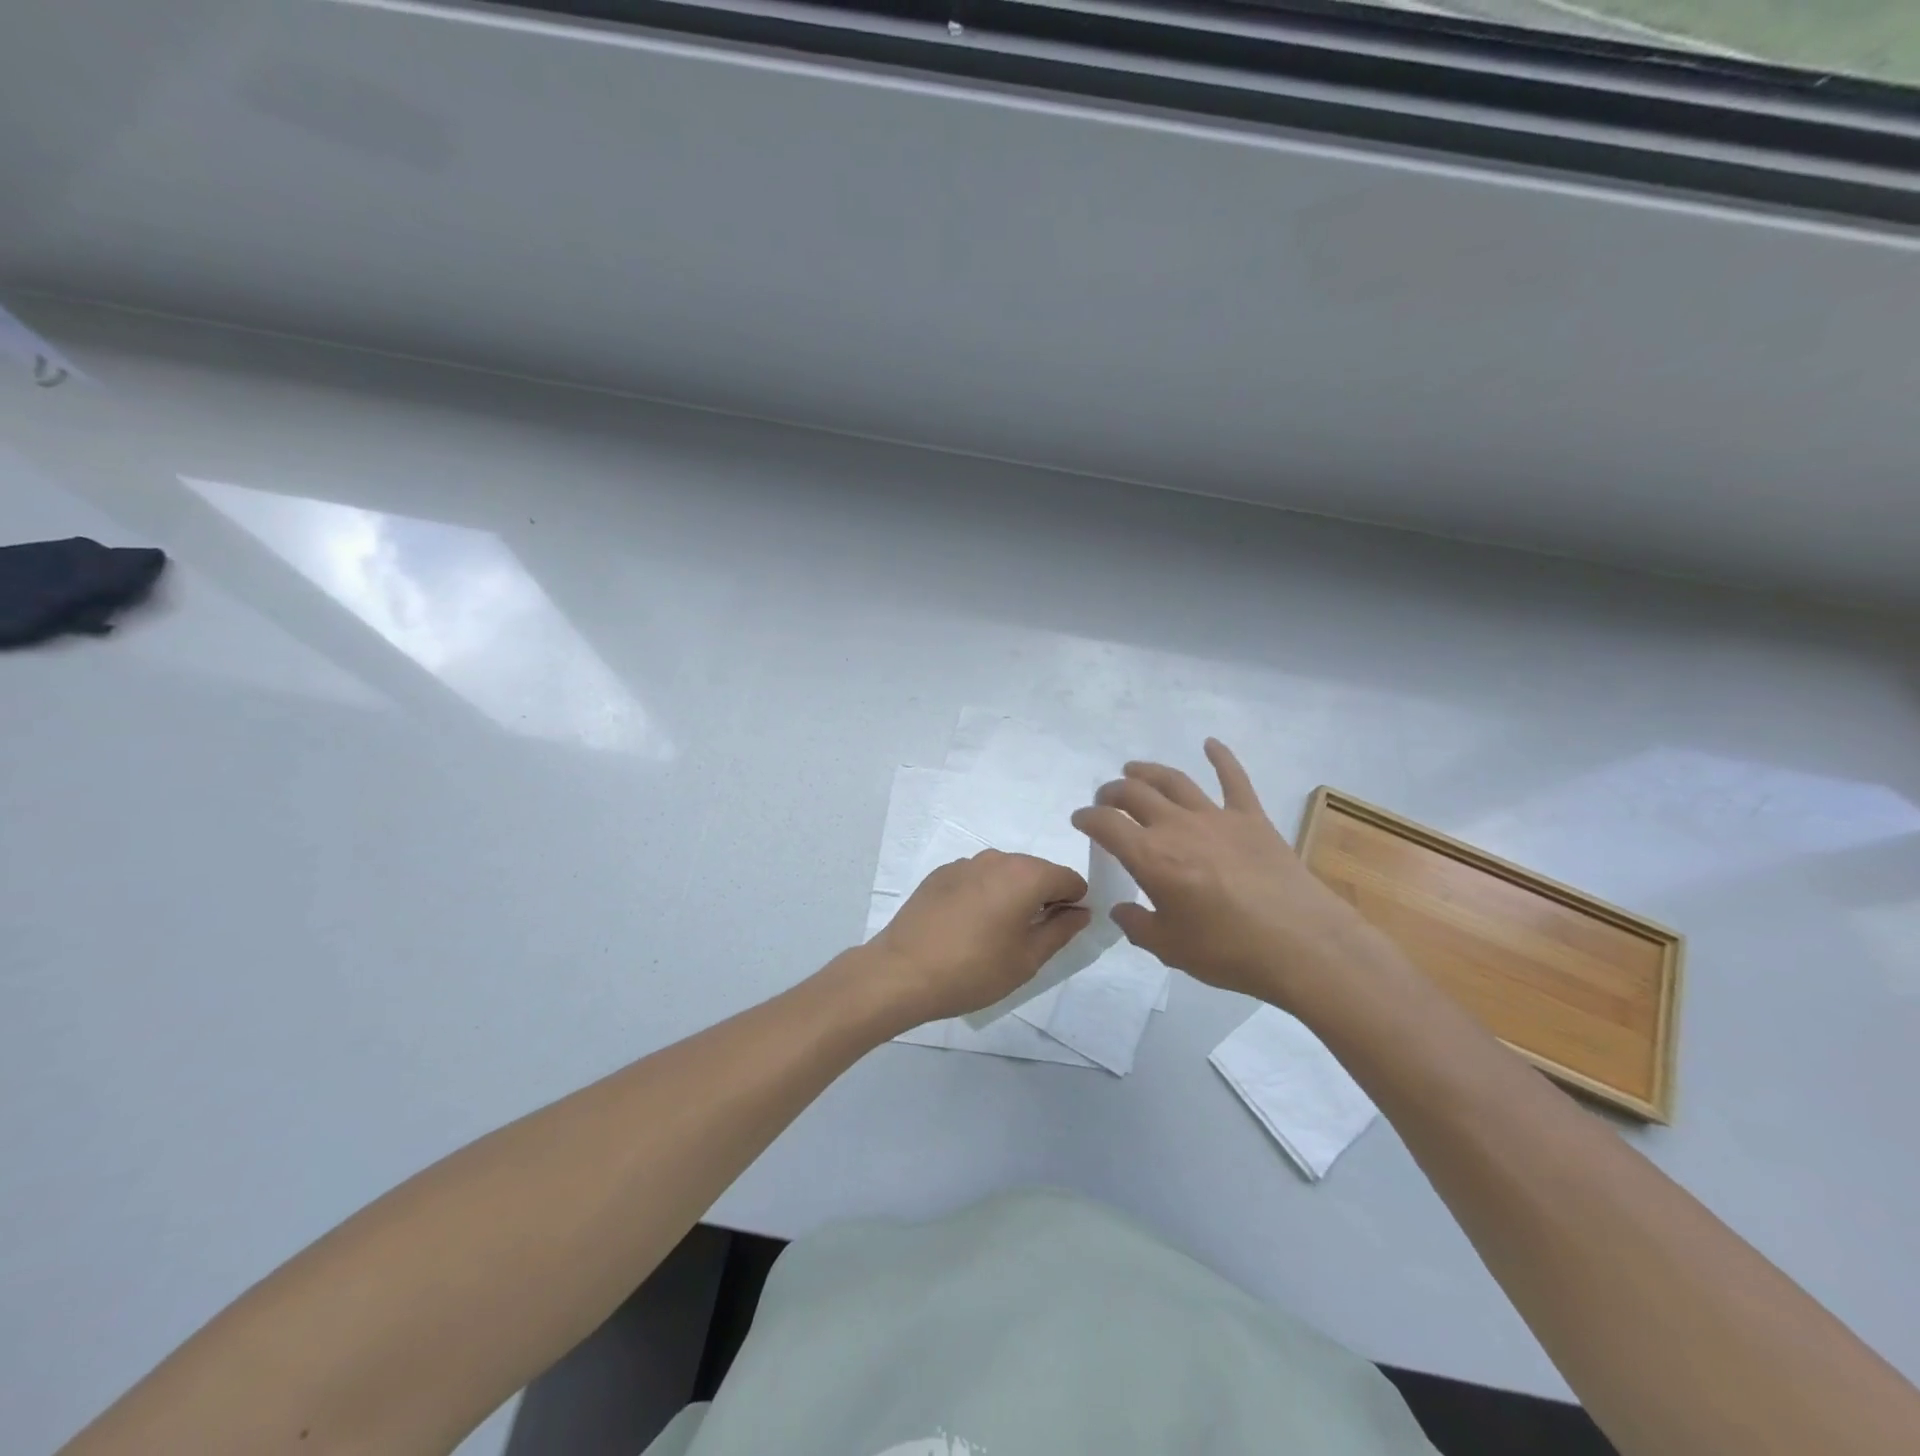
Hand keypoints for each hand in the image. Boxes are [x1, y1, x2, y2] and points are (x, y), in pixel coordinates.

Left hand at [867, 851, 1090, 1025]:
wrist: (902, 972)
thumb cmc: (973, 970)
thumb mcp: (1027, 959)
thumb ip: (1060, 930)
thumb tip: (1080, 911)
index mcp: (1026, 875)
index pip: (1068, 879)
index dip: (1074, 904)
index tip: (1062, 931)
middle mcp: (997, 858)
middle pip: (1036, 871)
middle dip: (1043, 898)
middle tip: (1030, 938)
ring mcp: (965, 863)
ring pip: (1004, 874)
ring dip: (1011, 896)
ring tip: (995, 935)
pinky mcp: (940, 874)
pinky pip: (976, 879)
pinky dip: (983, 895)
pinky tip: (967, 927)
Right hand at [1071, 740, 1373, 1008]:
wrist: (1303, 945)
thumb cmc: (1229, 951)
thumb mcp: (1170, 949)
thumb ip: (1138, 926)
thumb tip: (1121, 911)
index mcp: (1151, 858)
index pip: (1106, 825)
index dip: (1087, 818)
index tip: (1080, 820)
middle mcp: (1177, 827)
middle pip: (1134, 794)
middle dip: (1112, 792)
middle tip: (1105, 799)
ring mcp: (1216, 817)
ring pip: (1173, 781)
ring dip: (1148, 771)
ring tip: (1134, 769)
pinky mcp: (1252, 818)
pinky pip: (1234, 779)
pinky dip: (1221, 757)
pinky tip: (1210, 743)